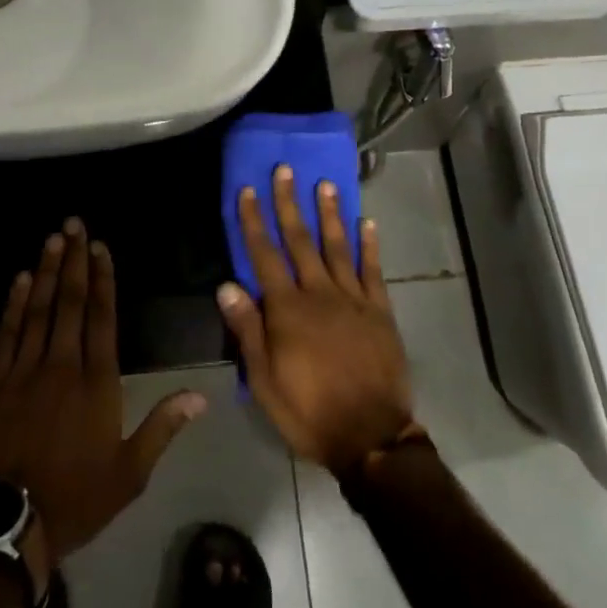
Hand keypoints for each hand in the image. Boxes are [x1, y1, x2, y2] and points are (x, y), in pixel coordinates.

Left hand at [0, 218, 206, 578]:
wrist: (6, 527)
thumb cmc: (75, 498)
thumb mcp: (129, 472)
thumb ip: (162, 427)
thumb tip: (200, 396)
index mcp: (97, 383)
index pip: (102, 317)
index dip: (104, 278)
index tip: (101, 247)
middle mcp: (62, 365)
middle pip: (71, 302)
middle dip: (75, 260)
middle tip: (74, 223)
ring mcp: (24, 370)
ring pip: (39, 309)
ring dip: (47, 271)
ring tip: (53, 238)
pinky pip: (7, 332)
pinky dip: (14, 303)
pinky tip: (21, 279)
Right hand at [217, 166, 414, 475]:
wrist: (371, 438)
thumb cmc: (309, 411)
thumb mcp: (264, 381)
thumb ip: (248, 330)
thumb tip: (227, 285)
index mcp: (287, 310)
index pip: (264, 255)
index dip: (253, 221)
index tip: (248, 190)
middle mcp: (319, 293)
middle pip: (300, 240)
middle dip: (289, 203)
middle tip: (285, 170)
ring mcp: (353, 298)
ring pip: (337, 246)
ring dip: (329, 213)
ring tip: (324, 184)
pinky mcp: (379, 310)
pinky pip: (373, 270)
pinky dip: (369, 244)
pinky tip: (367, 222)